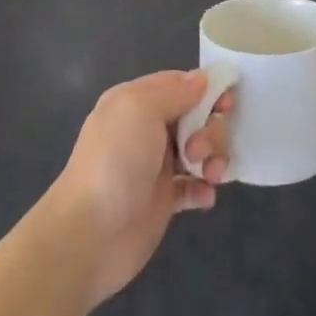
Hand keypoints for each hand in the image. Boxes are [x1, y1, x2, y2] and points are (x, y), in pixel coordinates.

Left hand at [41, 71, 234, 306]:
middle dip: (209, 130)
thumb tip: (202, 80)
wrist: (88, 236)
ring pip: (200, 150)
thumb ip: (175, 91)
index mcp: (136, 102)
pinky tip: (204, 197)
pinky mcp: (163, 200)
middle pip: (196, 116)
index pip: (179, 84)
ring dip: (213, 158)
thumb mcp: (140, 109)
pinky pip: (194, 186)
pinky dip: (204, 188)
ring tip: (210, 176)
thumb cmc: (115, 162)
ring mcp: (155, 166)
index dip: (206, 89)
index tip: (227, 102)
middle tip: (198, 150)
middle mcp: (146, 130)